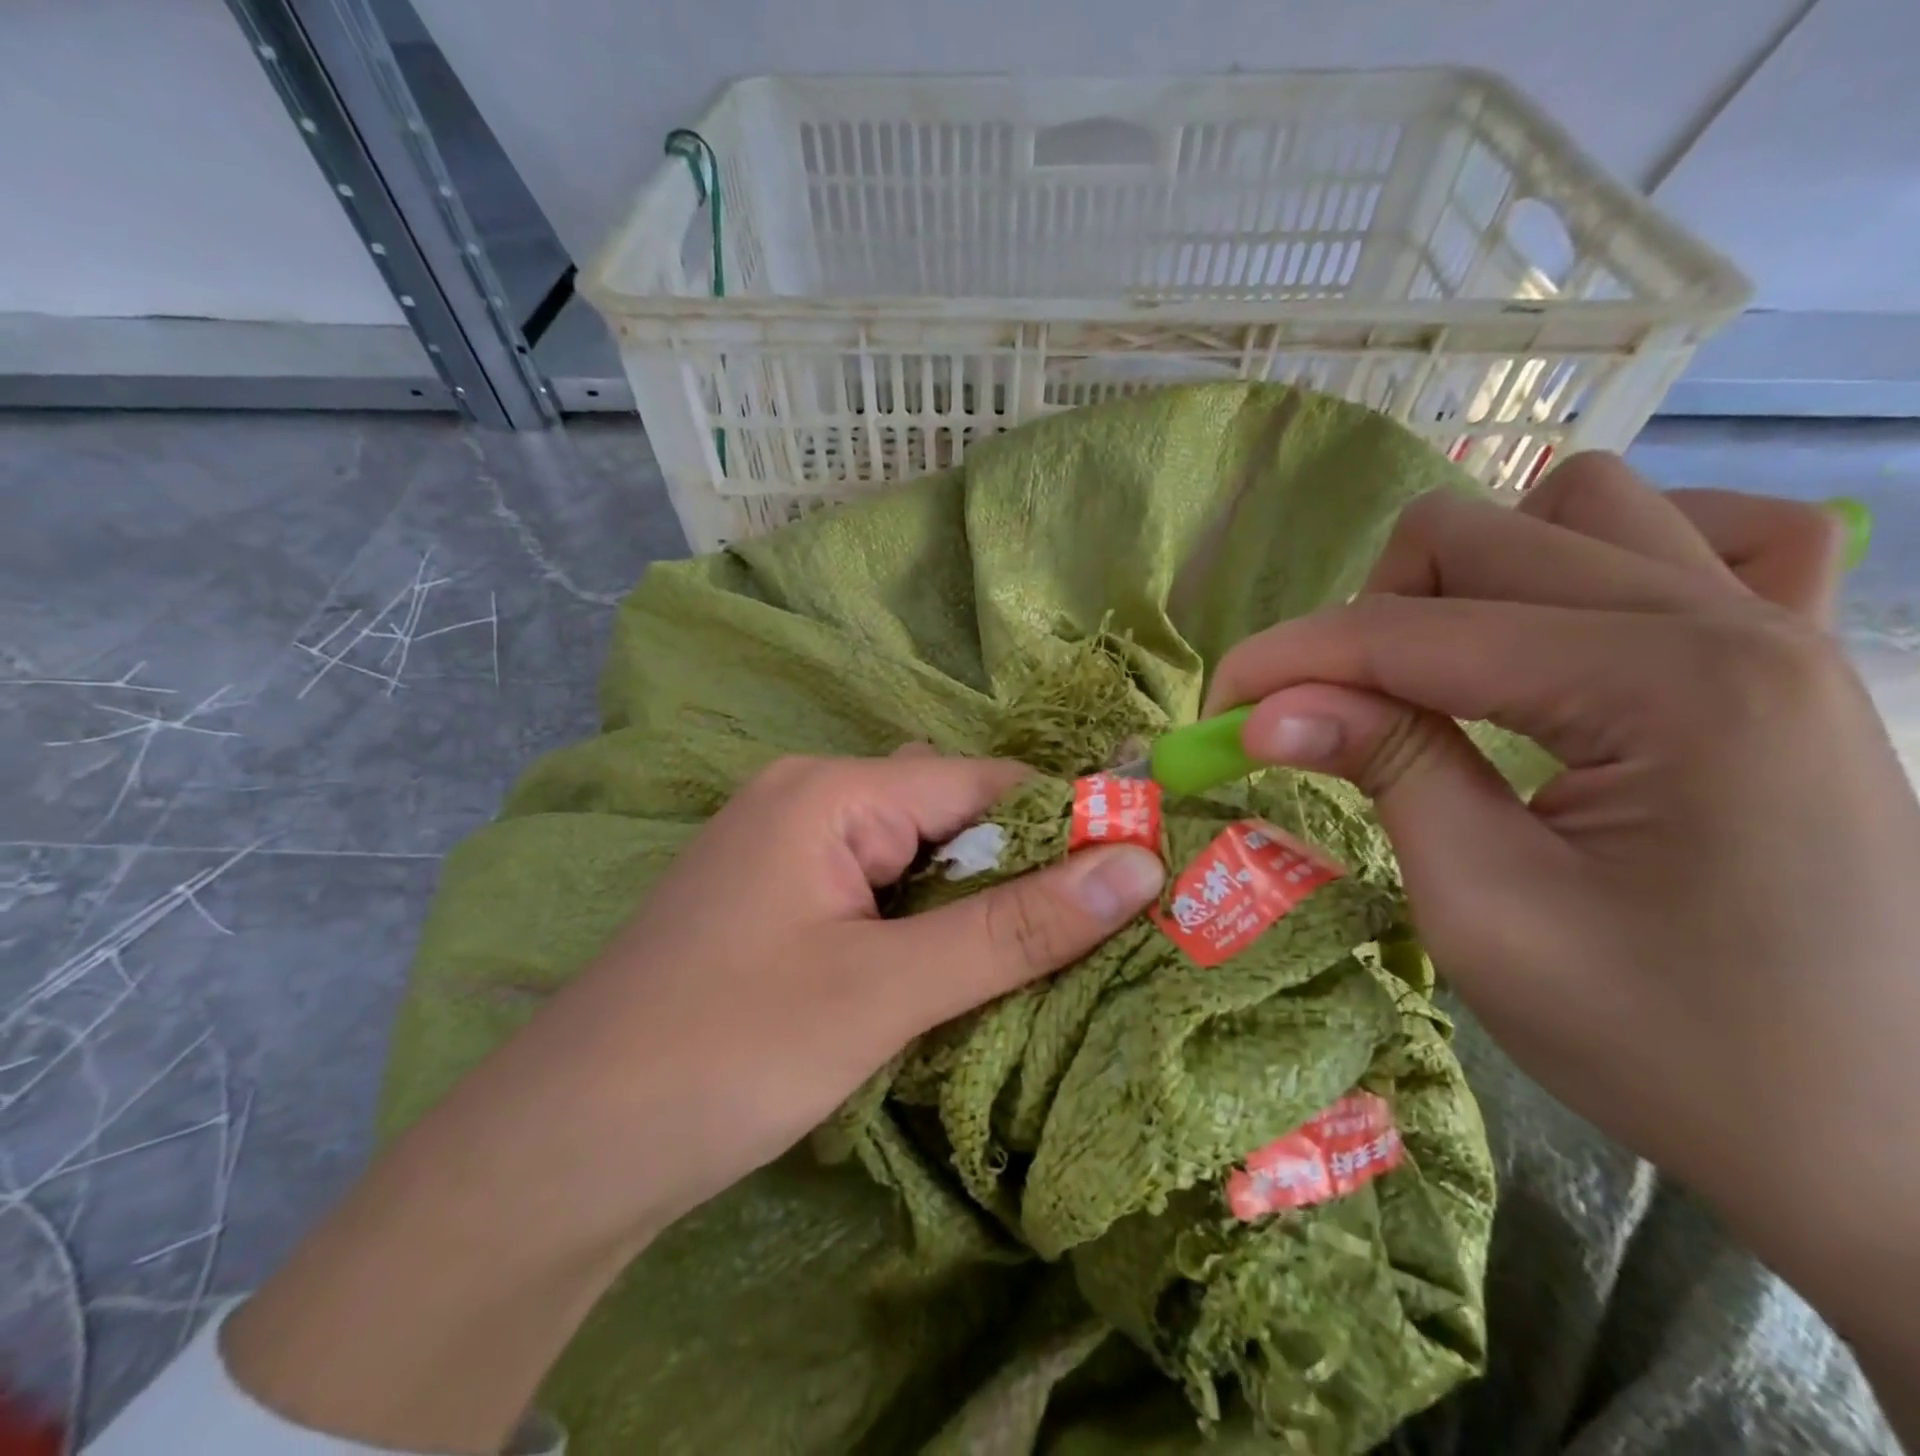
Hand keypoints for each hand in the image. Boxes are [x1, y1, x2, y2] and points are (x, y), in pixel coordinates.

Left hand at [224, 753, 1163, 1453]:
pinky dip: (925, 925)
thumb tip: (1138, 866)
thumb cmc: (726, 1052)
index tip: (1141, 875)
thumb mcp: (886, 990)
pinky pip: (876, 892)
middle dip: (1022, 870)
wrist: (561, 1150)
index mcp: (831, 790)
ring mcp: (785, 852)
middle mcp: (806, 800)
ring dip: (975, 905)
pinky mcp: (775, 904)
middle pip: (948, 817)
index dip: (1066, 823)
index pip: (982, 784)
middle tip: (1104, 930)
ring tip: (1046, 957)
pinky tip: (955, 971)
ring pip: (915, 859)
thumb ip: (1014, 928)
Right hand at [1206, 453, 1919, 1374]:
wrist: (1869, 1133)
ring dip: (1472, 575)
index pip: (1410, 631)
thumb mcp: (1484, 910)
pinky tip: (1572, 631)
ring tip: (1440, 669)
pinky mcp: (1793, 653)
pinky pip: (1707, 534)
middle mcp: (1728, 620)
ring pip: (1576, 505)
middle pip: (1476, 535)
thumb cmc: (1664, 1039)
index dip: (1289, 658)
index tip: (1217, 706)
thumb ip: (1384, 770)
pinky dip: (1605, 559)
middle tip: (1320, 711)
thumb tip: (1266, 710)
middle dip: (1362, 617)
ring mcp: (1778, 623)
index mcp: (1664, 688)